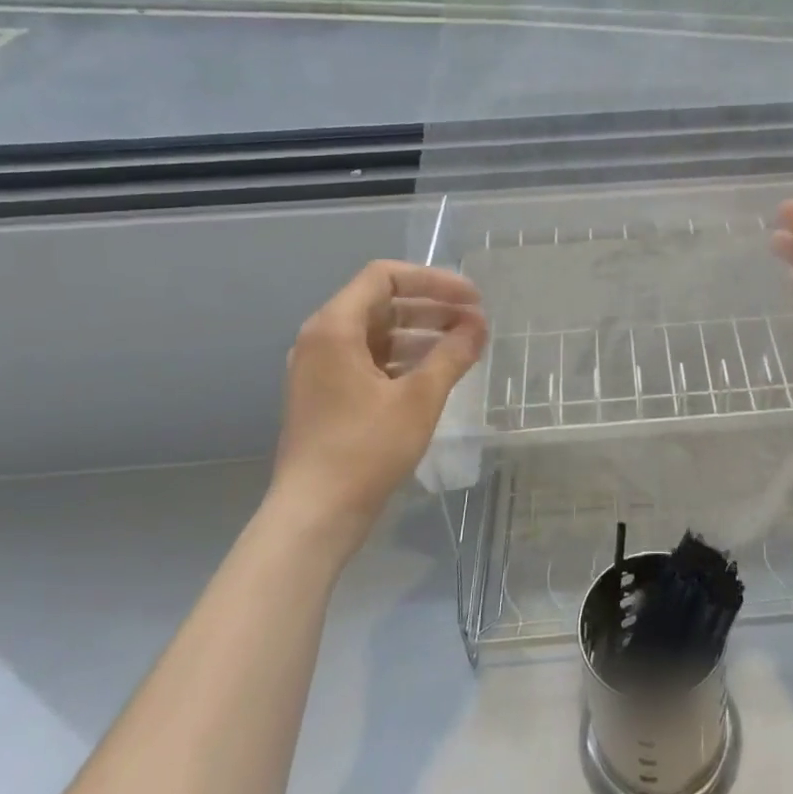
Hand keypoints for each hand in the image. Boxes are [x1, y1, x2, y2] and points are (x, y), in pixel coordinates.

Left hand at [271, 261, 487, 526]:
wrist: (314, 516)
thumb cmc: (365, 450)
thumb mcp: (419, 398)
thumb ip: (452, 354)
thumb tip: (479, 325)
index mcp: (334, 328)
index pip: (384, 277)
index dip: (433, 280)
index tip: (471, 298)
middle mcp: (321, 339)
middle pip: (381, 303)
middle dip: (432, 307)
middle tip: (474, 321)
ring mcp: (320, 369)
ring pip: (377, 333)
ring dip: (421, 333)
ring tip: (463, 346)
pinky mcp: (326, 395)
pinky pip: (369, 359)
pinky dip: (403, 359)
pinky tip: (435, 374)